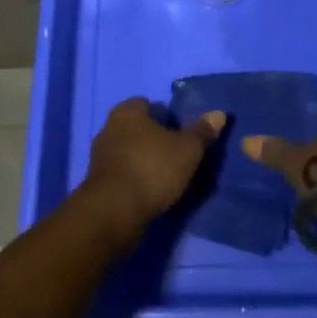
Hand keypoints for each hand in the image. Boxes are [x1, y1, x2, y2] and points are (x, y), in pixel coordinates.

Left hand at [81, 97, 224, 242]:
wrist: (114, 213)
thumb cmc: (152, 169)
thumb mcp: (187, 150)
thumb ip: (202, 132)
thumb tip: (219, 114)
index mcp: (127, 111)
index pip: (149, 105)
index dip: (167, 118)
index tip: (182, 135)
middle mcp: (109, 127)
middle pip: (138, 128)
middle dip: (155, 140)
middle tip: (177, 156)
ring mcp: (100, 156)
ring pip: (129, 152)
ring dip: (144, 161)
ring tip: (166, 178)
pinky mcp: (97, 183)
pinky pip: (122, 174)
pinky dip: (135, 180)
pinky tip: (149, 193)